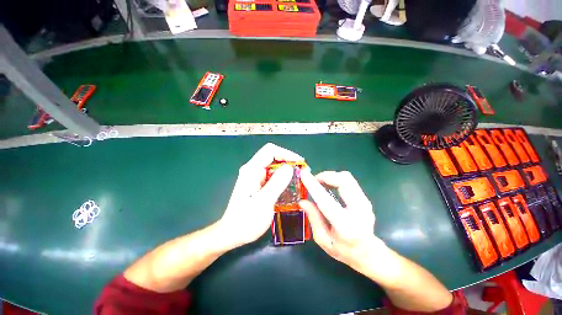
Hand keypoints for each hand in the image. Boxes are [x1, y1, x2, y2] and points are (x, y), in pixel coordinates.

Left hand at [218, 143, 303, 248]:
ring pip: (274, 167)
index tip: (299, 163)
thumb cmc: (246, 220)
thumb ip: (277, 183)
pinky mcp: (258, 184)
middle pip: (273, 157)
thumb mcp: (263, 202)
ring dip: (287, 170)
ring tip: (300, 178)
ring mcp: (255, 177)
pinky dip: (283, 178)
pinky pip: (273, 176)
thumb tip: (290, 167)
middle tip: (302, 171)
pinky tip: (291, 186)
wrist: (232, 233)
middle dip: (289, 161)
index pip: (270, 151)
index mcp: (252, 170)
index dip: (286, 153)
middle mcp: (253, 170)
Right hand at [300, 170, 385, 270]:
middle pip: (343, 181)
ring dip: (331, 176)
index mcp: (345, 225)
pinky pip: (349, 181)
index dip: (313, 186)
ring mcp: (365, 202)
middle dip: (325, 176)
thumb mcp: (323, 239)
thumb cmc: (343, 250)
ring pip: (347, 178)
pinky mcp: (365, 198)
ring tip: (320, 184)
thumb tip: (303, 201)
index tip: (303, 175)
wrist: (369, 253)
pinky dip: (336, 179)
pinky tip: (329, 186)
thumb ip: (313, 218)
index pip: (326, 201)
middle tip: (314, 181)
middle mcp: (359, 210)